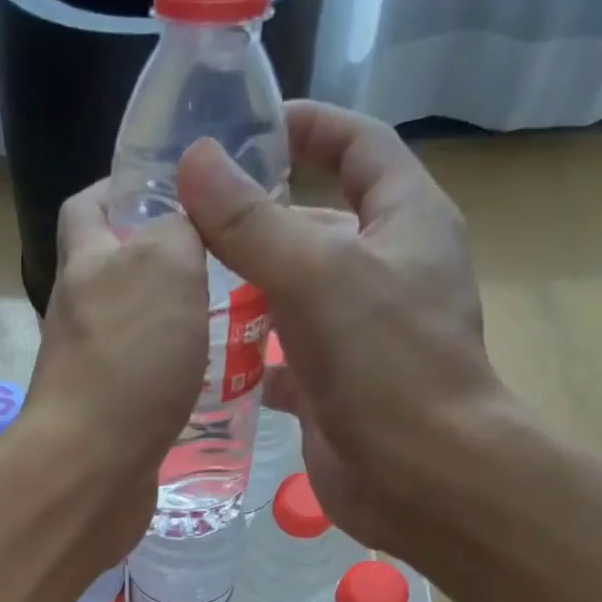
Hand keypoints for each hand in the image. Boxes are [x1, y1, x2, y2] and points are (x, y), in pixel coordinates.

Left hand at [20, 180, 208, 563]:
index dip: (124, 186)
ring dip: (177, 322)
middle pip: (117, 272)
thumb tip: (183, 220)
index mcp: (86, 265)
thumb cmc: (127, 361)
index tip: (178, 186)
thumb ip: (177, 230)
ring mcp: (92, 370)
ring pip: (137, 331)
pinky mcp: (111, 418)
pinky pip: (146, 382)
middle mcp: (81, 315)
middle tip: (226, 259)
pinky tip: (216, 379)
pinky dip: (176, 376)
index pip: (90, 206)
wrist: (92, 469)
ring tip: (235, 317)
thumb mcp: (164, 267)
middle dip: (165, 260)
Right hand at [176, 100, 514, 555]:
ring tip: (181, 284)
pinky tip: (205, 357)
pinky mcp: (333, 387)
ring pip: (293, 295)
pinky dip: (249, 356)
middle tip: (183, 220)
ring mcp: (358, 333)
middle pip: (314, 225)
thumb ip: (252, 223)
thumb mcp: (317, 276)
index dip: (309, 126)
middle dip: (255, 219)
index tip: (248, 126)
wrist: (420, 476)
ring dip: (245, 290)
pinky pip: (283, 357)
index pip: (359, 146)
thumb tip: (194, 160)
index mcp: (405, 221)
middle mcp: (385, 270)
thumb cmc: (386, 363)